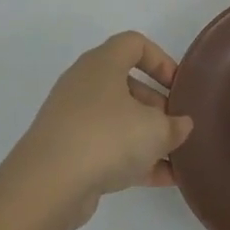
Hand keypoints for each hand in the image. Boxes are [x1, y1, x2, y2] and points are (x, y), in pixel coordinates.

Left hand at [3, 32, 192, 229]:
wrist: (47, 185)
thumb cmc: (107, 137)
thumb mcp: (156, 130)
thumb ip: (175, 125)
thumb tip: (181, 125)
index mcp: (102, 64)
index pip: (134, 44)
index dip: (161, 60)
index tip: (177, 85)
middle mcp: (83, 85)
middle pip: (126, 85)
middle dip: (156, 105)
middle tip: (176, 125)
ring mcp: (71, 120)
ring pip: (117, 119)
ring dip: (146, 137)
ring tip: (175, 158)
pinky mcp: (66, 152)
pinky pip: (105, 147)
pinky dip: (131, 159)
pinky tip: (160, 180)